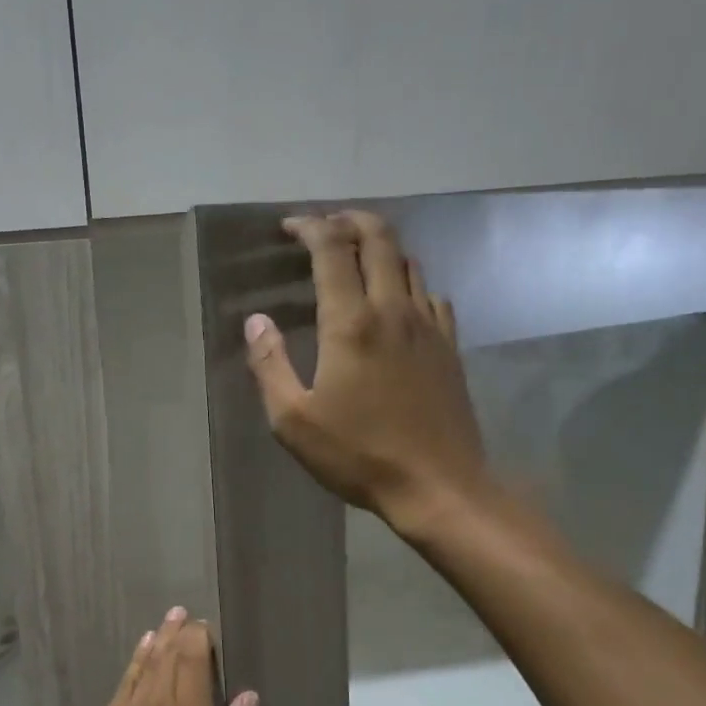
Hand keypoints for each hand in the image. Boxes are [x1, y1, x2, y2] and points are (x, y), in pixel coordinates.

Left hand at [52, 608, 256, 705]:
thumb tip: (249, 697)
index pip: (196, 665)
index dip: (201, 640)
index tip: (210, 627)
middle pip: (172, 657)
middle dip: (184, 633)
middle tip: (193, 616)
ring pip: (149, 662)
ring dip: (162, 637)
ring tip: (173, 616)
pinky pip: (126, 679)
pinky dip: (138, 657)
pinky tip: (146, 644)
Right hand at [245, 210, 492, 532]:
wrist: (437, 486)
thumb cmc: (357, 456)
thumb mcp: (293, 420)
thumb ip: (270, 365)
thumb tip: (256, 321)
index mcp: (351, 323)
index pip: (332, 250)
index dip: (310, 227)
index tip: (290, 226)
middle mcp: (394, 310)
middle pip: (379, 239)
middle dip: (350, 220)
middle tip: (326, 224)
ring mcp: (429, 326)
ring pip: (409, 262)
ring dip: (381, 246)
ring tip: (357, 255)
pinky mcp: (450, 346)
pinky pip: (430, 295)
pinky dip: (408, 282)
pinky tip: (398, 301)